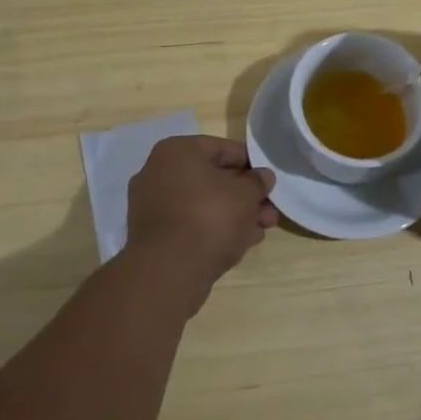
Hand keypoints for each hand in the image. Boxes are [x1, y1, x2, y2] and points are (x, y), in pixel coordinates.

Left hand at [123, 135, 277, 309]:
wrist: (169, 270)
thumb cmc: (210, 217)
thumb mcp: (246, 194)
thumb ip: (258, 182)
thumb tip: (263, 176)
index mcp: (177, 150)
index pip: (223, 149)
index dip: (251, 165)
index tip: (269, 181)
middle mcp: (158, 171)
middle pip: (212, 179)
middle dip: (244, 196)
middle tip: (269, 212)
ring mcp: (151, 205)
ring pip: (202, 204)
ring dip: (232, 215)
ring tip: (259, 232)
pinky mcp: (151, 235)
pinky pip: (189, 224)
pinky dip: (212, 230)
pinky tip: (238, 244)